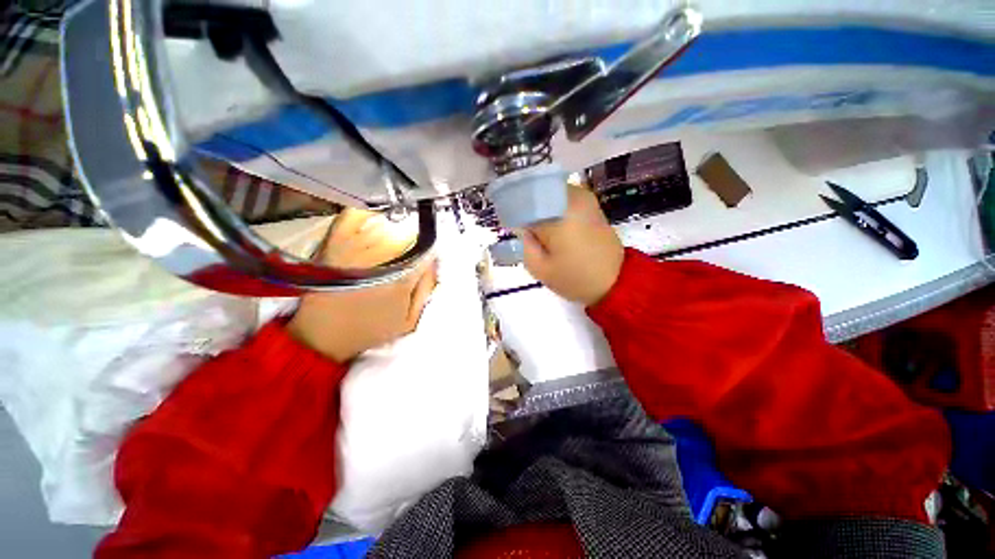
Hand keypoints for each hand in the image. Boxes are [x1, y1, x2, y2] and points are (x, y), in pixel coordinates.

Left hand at [287, 209, 435, 361]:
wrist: (322, 335)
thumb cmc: (371, 329)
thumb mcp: (410, 319)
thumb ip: (427, 289)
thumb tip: (433, 261)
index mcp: (401, 277)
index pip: (427, 250)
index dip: (431, 252)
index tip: (429, 256)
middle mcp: (379, 256)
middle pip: (408, 233)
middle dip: (414, 240)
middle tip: (412, 250)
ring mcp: (354, 246)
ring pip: (386, 223)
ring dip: (395, 227)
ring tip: (395, 238)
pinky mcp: (334, 241)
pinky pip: (355, 215)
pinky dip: (367, 213)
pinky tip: (375, 220)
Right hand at [519, 184, 623, 304]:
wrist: (616, 281)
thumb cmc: (575, 278)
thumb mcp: (541, 269)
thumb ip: (524, 244)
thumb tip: (521, 226)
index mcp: (556, 215)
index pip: (522, 201)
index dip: (512, 212)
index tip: (509, 226)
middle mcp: (570, 199)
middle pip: (536, 191)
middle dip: (525, 206)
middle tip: (522, 228)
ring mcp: (583, 198)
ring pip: (549, 192)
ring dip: (539, 205)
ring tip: (537, 228)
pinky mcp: (590, 203)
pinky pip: (562, 196)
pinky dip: (551, 205)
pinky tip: (551, 224)